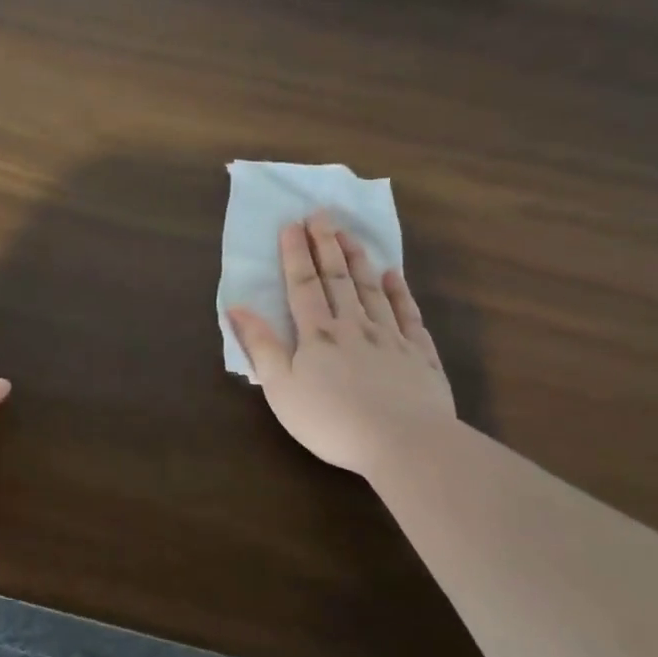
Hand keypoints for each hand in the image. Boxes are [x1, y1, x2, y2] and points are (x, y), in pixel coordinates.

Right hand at [228, 212, 454, 475]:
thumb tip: (237, 307)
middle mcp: (354, 326)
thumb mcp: (281, 388)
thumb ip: (261, 346)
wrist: (404, 443)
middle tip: (321, 214)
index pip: (303, 285)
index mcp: (317, 334)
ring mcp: (391, 337)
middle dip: (327, 244)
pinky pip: (409, 314)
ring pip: (372, 289)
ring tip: (350, 234)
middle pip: (338, 278)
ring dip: (359, 259)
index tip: (292, 224)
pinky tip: (394, 275)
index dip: (295, 254)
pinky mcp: (420, 355)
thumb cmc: (332, 420)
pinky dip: (400, 292)